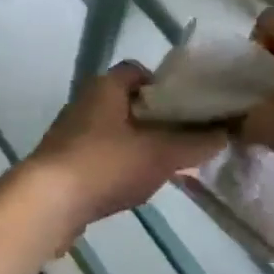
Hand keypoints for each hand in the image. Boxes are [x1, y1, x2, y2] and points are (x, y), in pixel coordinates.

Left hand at [26, 63, 226, 232]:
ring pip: (114, 130)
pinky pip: (99, 155)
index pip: (137, 71)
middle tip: (182, 138)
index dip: (164, 85)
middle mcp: (84, 102)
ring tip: (164, 165)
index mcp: (105, 87)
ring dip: (137, 144)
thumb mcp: (161, 154)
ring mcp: (70, 133)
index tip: (187, 107)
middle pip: (127, 102)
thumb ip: (195, 144)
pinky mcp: (62, 162)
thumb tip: (225, 134)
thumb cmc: (106, 164)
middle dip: (155, 119)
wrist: (48, 203)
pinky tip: (133, 186)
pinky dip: (118, 165)